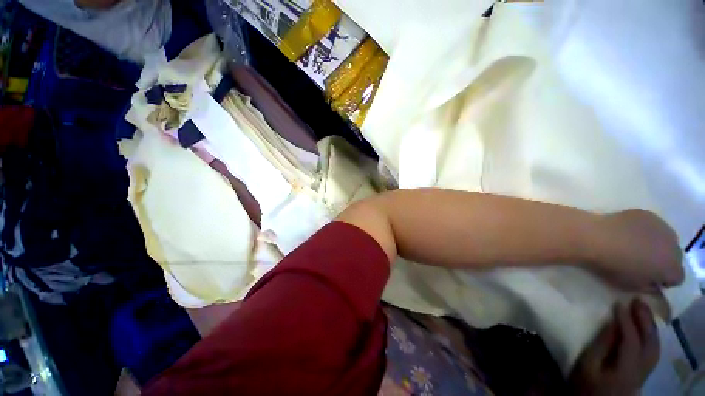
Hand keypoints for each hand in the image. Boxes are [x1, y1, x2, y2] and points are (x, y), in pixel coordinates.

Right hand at [569, 300, 658, 395]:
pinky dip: (651, 334)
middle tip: (637, 300)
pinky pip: (653, 350)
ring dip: (650, 326)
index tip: (619, 303)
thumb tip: (612, 322)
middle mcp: (641, 370)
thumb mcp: (588, 365)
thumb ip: (601, 345)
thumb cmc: (587, 382)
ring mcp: (645, 371)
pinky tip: (646, 326)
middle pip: (649, 343)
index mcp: (626, 370)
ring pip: (655, 346)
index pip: (631, 342)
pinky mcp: (644, 371)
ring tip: (643, 308)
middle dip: (645, 320)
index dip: (627, 322)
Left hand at [590, 210, 683, 291]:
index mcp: (672, 266)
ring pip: (666, 239)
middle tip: (643, 262)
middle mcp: (674, 245)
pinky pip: (652, 225)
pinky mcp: (647, 214)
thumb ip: (649, 286)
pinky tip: (627, 233)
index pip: (678, 277)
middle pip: (674, 256)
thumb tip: (653, 283)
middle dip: (663, 261)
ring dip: (656, 244)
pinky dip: (644, 230)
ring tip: (634, 246)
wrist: (596, 237)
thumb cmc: (613, 266)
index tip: (651, 279)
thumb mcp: (633, 286)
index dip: (665, 280)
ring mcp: (662, 226)